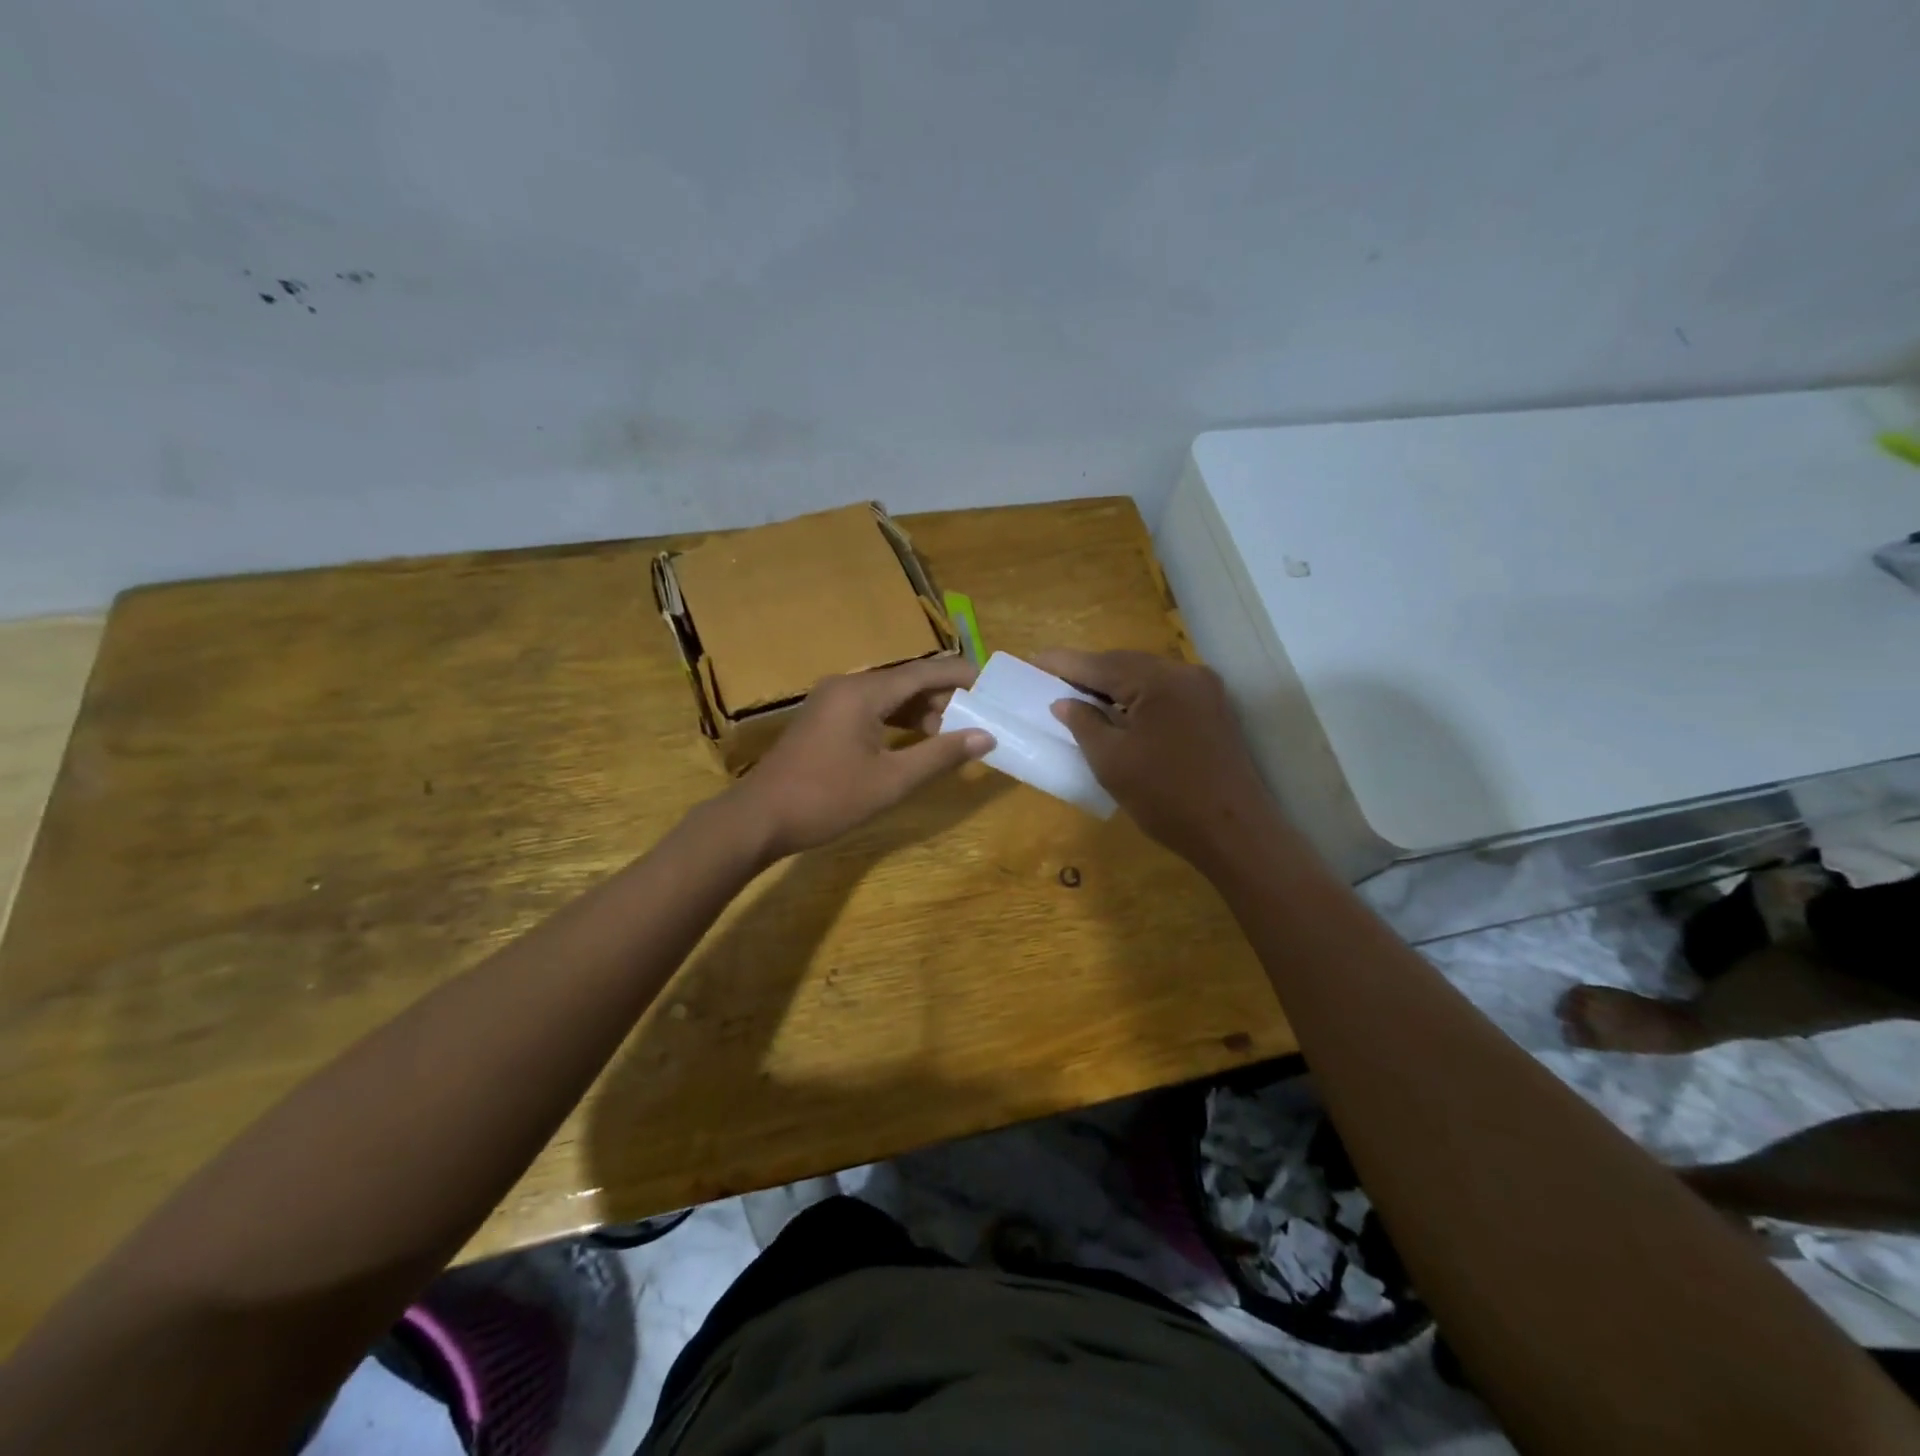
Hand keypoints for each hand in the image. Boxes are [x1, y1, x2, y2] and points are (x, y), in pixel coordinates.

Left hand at [729, 657, 993, 858]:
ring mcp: (831, 701)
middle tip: (976, 718)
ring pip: (887, 695)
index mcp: (863, 692)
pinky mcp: (823, 719)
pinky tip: (914, 741)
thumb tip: (985, 737)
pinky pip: (869, 708)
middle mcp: (847, 685)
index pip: (924, 671)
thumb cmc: (827, 798)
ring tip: (950, 734)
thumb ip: (940, 755)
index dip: (960, 676)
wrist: (759, 818)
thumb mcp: (891, 780)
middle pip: (906, 681)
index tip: (992, 686)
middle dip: (942, 697)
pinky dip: (895, 720)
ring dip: (919, 711)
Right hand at [1034, 649, 1278, 870]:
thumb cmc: (1166, 798)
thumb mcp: (1111, 761)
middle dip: (1088, 671)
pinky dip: (1137, 697)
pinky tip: (1118, 711)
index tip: (1032, 660)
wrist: (1234, 833)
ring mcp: (1205, 691)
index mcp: (1160, 681)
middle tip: (1051, 679)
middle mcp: (1187, 674)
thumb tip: (1064, 702)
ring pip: (1147, 677)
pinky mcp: (1214, 711)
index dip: (1063, 663)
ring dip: (1113, 684)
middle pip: (1126, 664)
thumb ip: (1084, 723)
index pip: (1101, 664)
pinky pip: (1165, 693)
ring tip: (1078, 695)